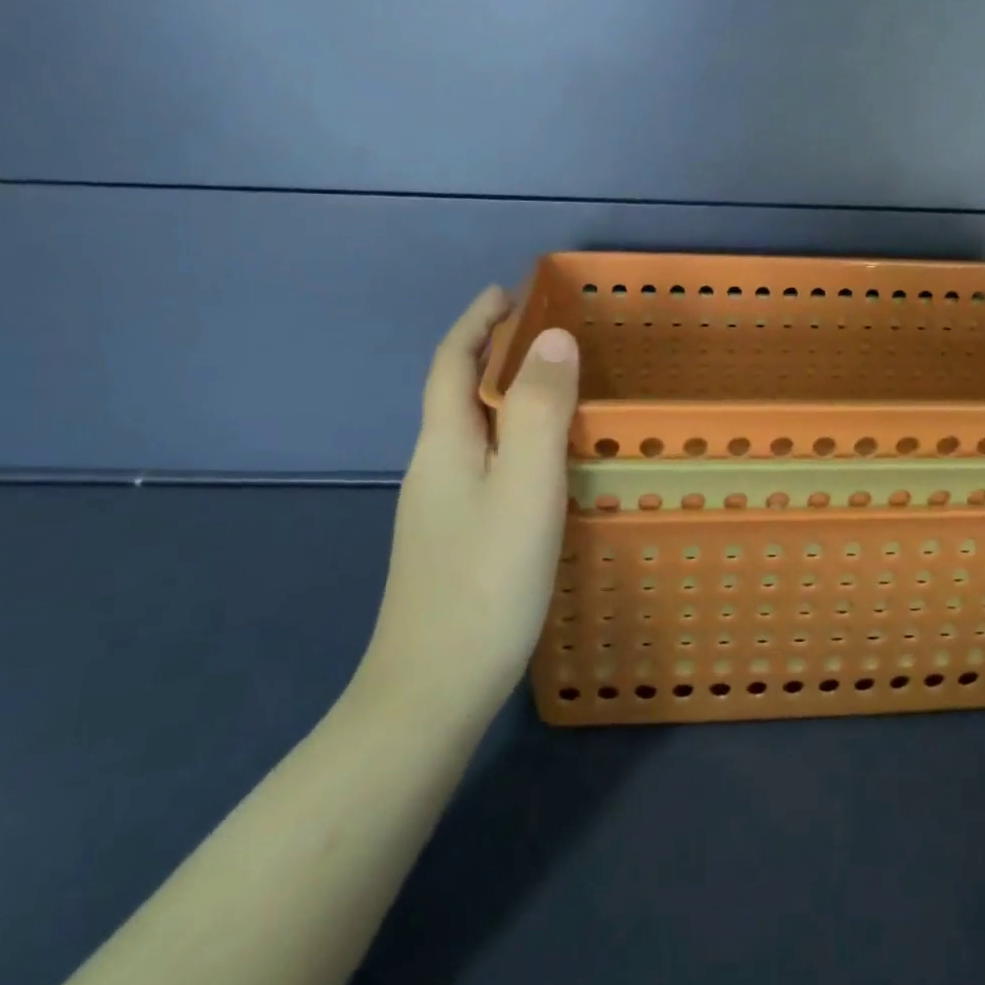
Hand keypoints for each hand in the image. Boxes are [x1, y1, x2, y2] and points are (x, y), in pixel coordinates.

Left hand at [355, 287, 580, 717]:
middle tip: (543, 334)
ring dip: (499, 395)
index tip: (507, 291)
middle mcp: (433, 468)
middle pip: (455, 392)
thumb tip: (553, 337)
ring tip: (550, 387)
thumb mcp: (526, 488)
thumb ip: (542, 411)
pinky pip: (481, 463)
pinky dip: (507, 438)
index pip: (450, 362)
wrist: (431, 692)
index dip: (476, 321)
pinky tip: (537, 463)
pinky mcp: (451, 540)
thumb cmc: (484, 583)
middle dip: (490, 352)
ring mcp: (438, 508)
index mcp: (444, 445)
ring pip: (469, 430)